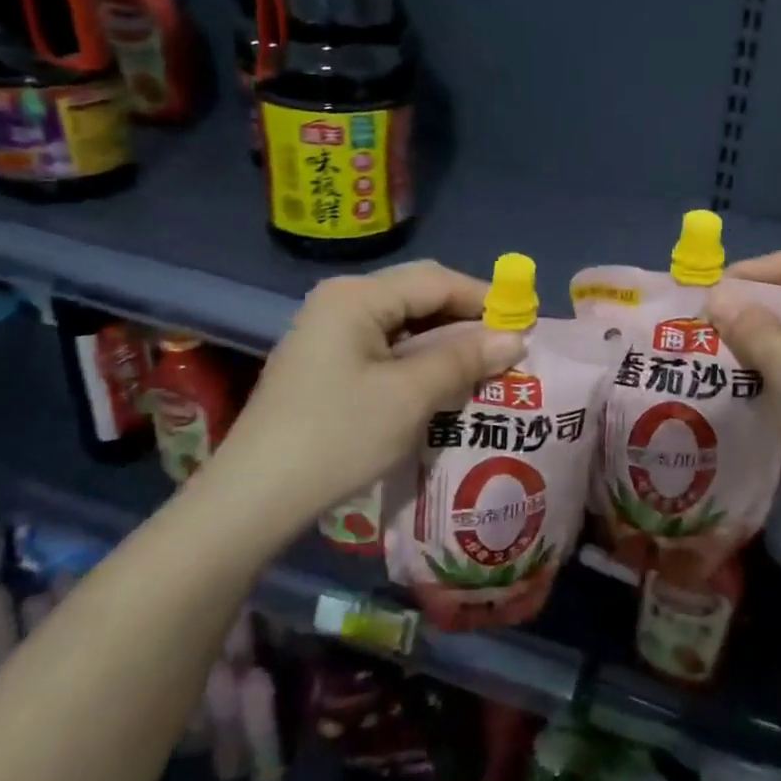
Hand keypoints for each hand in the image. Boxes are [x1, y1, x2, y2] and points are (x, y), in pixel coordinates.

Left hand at [202, 261, 524, 544]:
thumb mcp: (411, 396)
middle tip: (507, 346)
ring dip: (445, 340)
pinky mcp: (326, 362)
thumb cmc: (337, 437)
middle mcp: (341, 301)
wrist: (254, 499)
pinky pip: (386, 345)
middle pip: (419, 295)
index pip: (437, 281)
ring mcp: (329, 332)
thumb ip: (464, 359)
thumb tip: (516, 337)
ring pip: (404, 322)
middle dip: (466, 317)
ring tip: (484, 364)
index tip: (526, 324)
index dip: (486, 300)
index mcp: (356, 297)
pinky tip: (443, 381)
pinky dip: (420, 358)